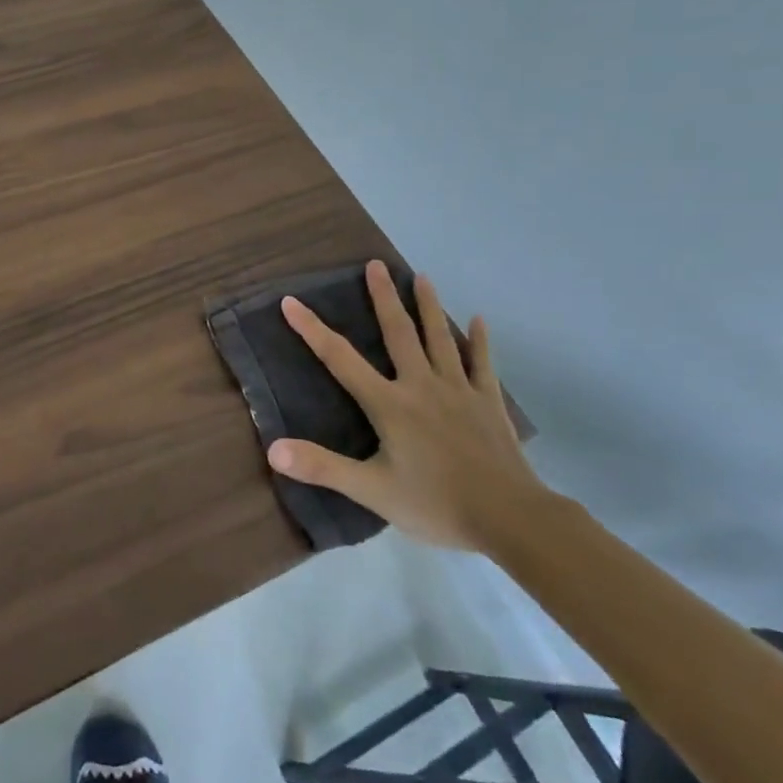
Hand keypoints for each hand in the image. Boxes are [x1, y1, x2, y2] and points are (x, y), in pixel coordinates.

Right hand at [268, 261, 548, 551]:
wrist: (510, 519)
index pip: (340, 359)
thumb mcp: (372, 492)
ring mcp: (459, 390)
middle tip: (375, 264)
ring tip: (421, 276)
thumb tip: (272, 449)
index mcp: (390, 405)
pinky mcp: (488, 402)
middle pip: (398, 333)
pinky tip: (480, 320)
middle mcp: (421, 386)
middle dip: (384, 297)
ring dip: (428, 306)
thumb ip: (322, 468)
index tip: (291, 301)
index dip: (312, 329)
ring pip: (440, 339)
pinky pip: (483, 364)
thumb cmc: (436, 504)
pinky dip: (480, 340)